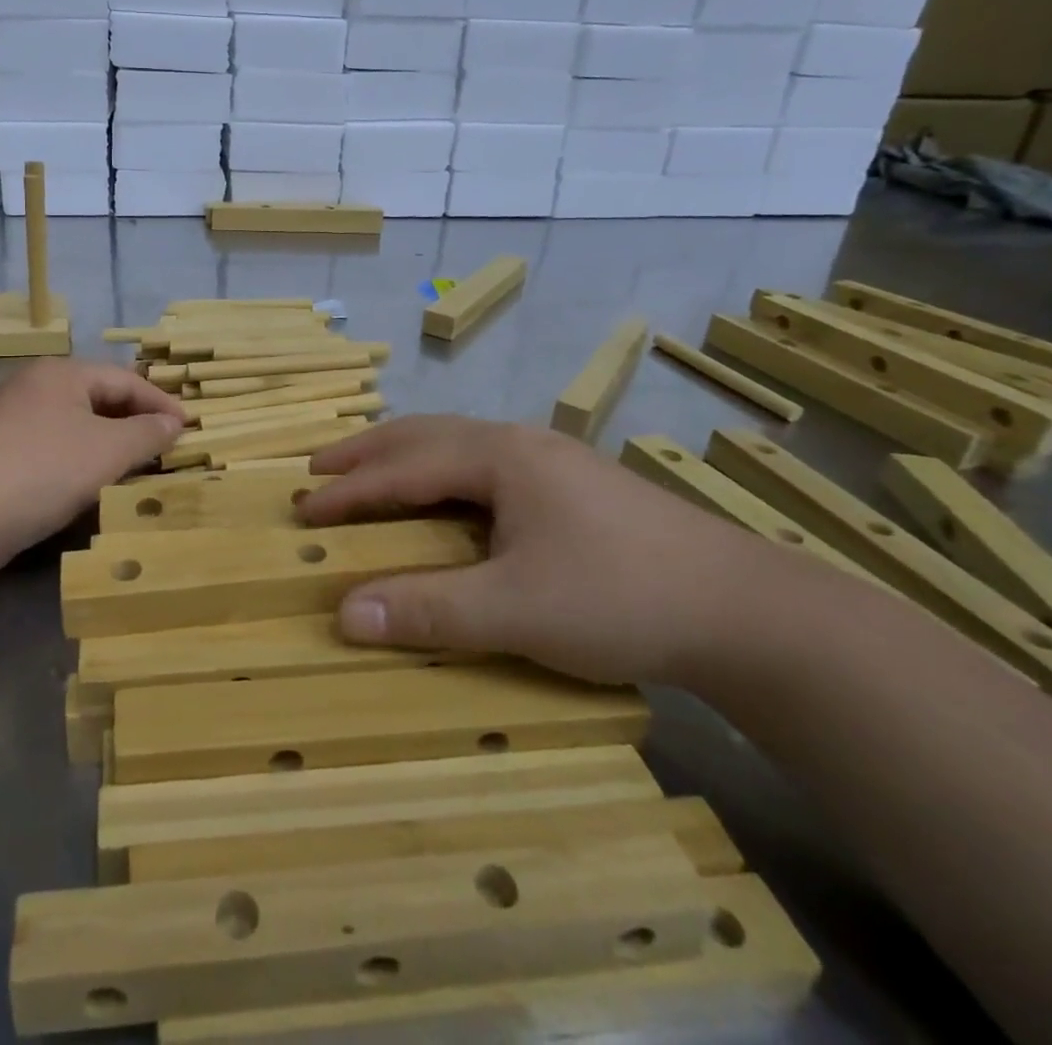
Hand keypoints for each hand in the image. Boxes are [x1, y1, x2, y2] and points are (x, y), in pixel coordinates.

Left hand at [0, 359, 185, 572]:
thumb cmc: (40, 471)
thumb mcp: (106, 451)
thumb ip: (147, 434)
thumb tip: (174, 424)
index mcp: (62, 373)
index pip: (125, 380)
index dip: (161, 404)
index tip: (189, 430)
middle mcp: (34, 386)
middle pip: (99, 399)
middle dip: (135, 424)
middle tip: (166, 450)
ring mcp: (10, 419)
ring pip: (75, 426)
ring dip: (109, 446)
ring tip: (136, 470)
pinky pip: (52, 448)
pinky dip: (79, 462)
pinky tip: (90, 487)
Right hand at [295, 416, 788, 686]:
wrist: (747, 610)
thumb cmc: (621, 596)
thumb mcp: (517, 610)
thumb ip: (429, 611)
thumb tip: (343, 615)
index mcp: (501, 457)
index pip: (405, 468)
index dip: (350, 489)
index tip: (303, 508)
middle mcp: (521, 444)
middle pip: (425, 436)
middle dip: (367, 453)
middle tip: (319, 469)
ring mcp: (552, 461)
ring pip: (457, 444)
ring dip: (405, 456)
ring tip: (369, 472)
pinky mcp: (573, 486)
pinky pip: (483, 464)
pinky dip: (441, 472)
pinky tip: (446, 494)